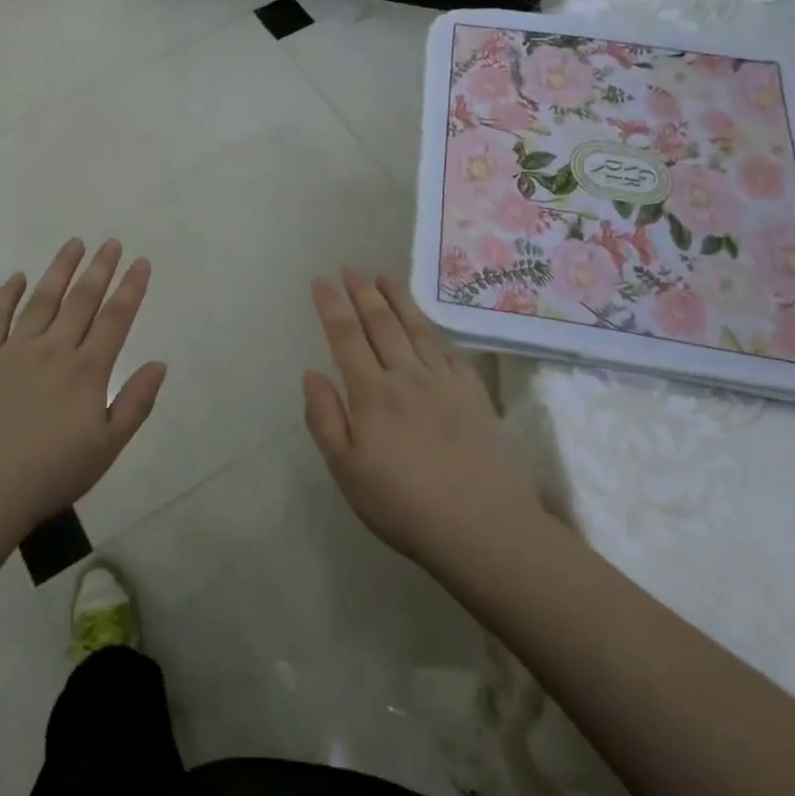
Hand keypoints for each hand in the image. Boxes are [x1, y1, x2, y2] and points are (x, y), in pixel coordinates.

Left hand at [0, 238, 166, 542]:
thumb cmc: (50, 474)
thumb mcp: (107, 448)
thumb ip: (135, 403)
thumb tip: (159, 363)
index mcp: (86, 371)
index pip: (115, 319)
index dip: (131, 288)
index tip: (141, 262)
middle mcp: (53, 350)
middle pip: (81, 300)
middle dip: (100, 269)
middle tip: (111, 242)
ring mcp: (13, 351)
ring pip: (42, 300)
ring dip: (59, 269)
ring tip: (74, 244)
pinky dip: (6, 294)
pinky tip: (17, 277)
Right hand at [303, 269, 547, 572]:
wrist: (484, 527)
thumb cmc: (403, 504)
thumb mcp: (347, 470)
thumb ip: (324, 418)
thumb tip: (311, 373)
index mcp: (372, 393)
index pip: (346, 336)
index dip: (331, 305)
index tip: (321, 280)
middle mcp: (407, 376)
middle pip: (381, 324)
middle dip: (362, 293)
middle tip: (351, 268)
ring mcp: (445, 383)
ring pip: (417, 329)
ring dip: (398, 300)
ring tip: (385, 277)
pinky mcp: (474, 396)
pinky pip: (450, 351)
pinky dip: (434, 330)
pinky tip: (429, 325)